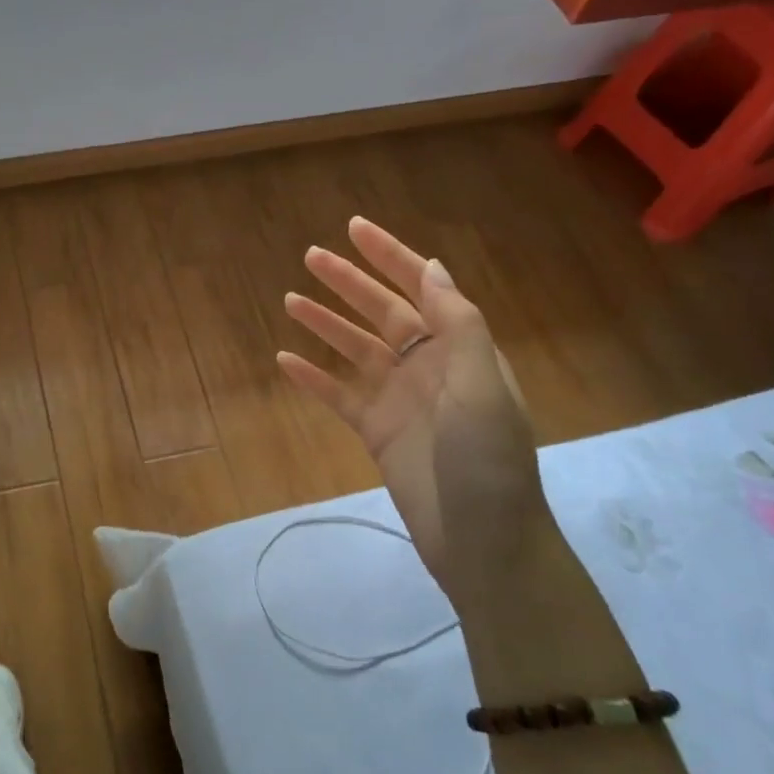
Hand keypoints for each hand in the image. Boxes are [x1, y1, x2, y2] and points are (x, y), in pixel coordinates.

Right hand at [276, 218, 553, 617]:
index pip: (423, 288)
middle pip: (382, 312)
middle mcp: (429, 366)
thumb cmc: (489, 462)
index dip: (392, 256)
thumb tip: (432, 267)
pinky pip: (338, 395)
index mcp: (461, 350)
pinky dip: (312, 377)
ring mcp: (399, 399)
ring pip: (355, 349)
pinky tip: (284, 360)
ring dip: (325, 323)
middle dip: (349, 282)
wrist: (483, 543)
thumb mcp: (480, 387)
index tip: (356, 229)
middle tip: (310, 256)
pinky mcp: (376, 431)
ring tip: (289, 299)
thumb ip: (458, 325)